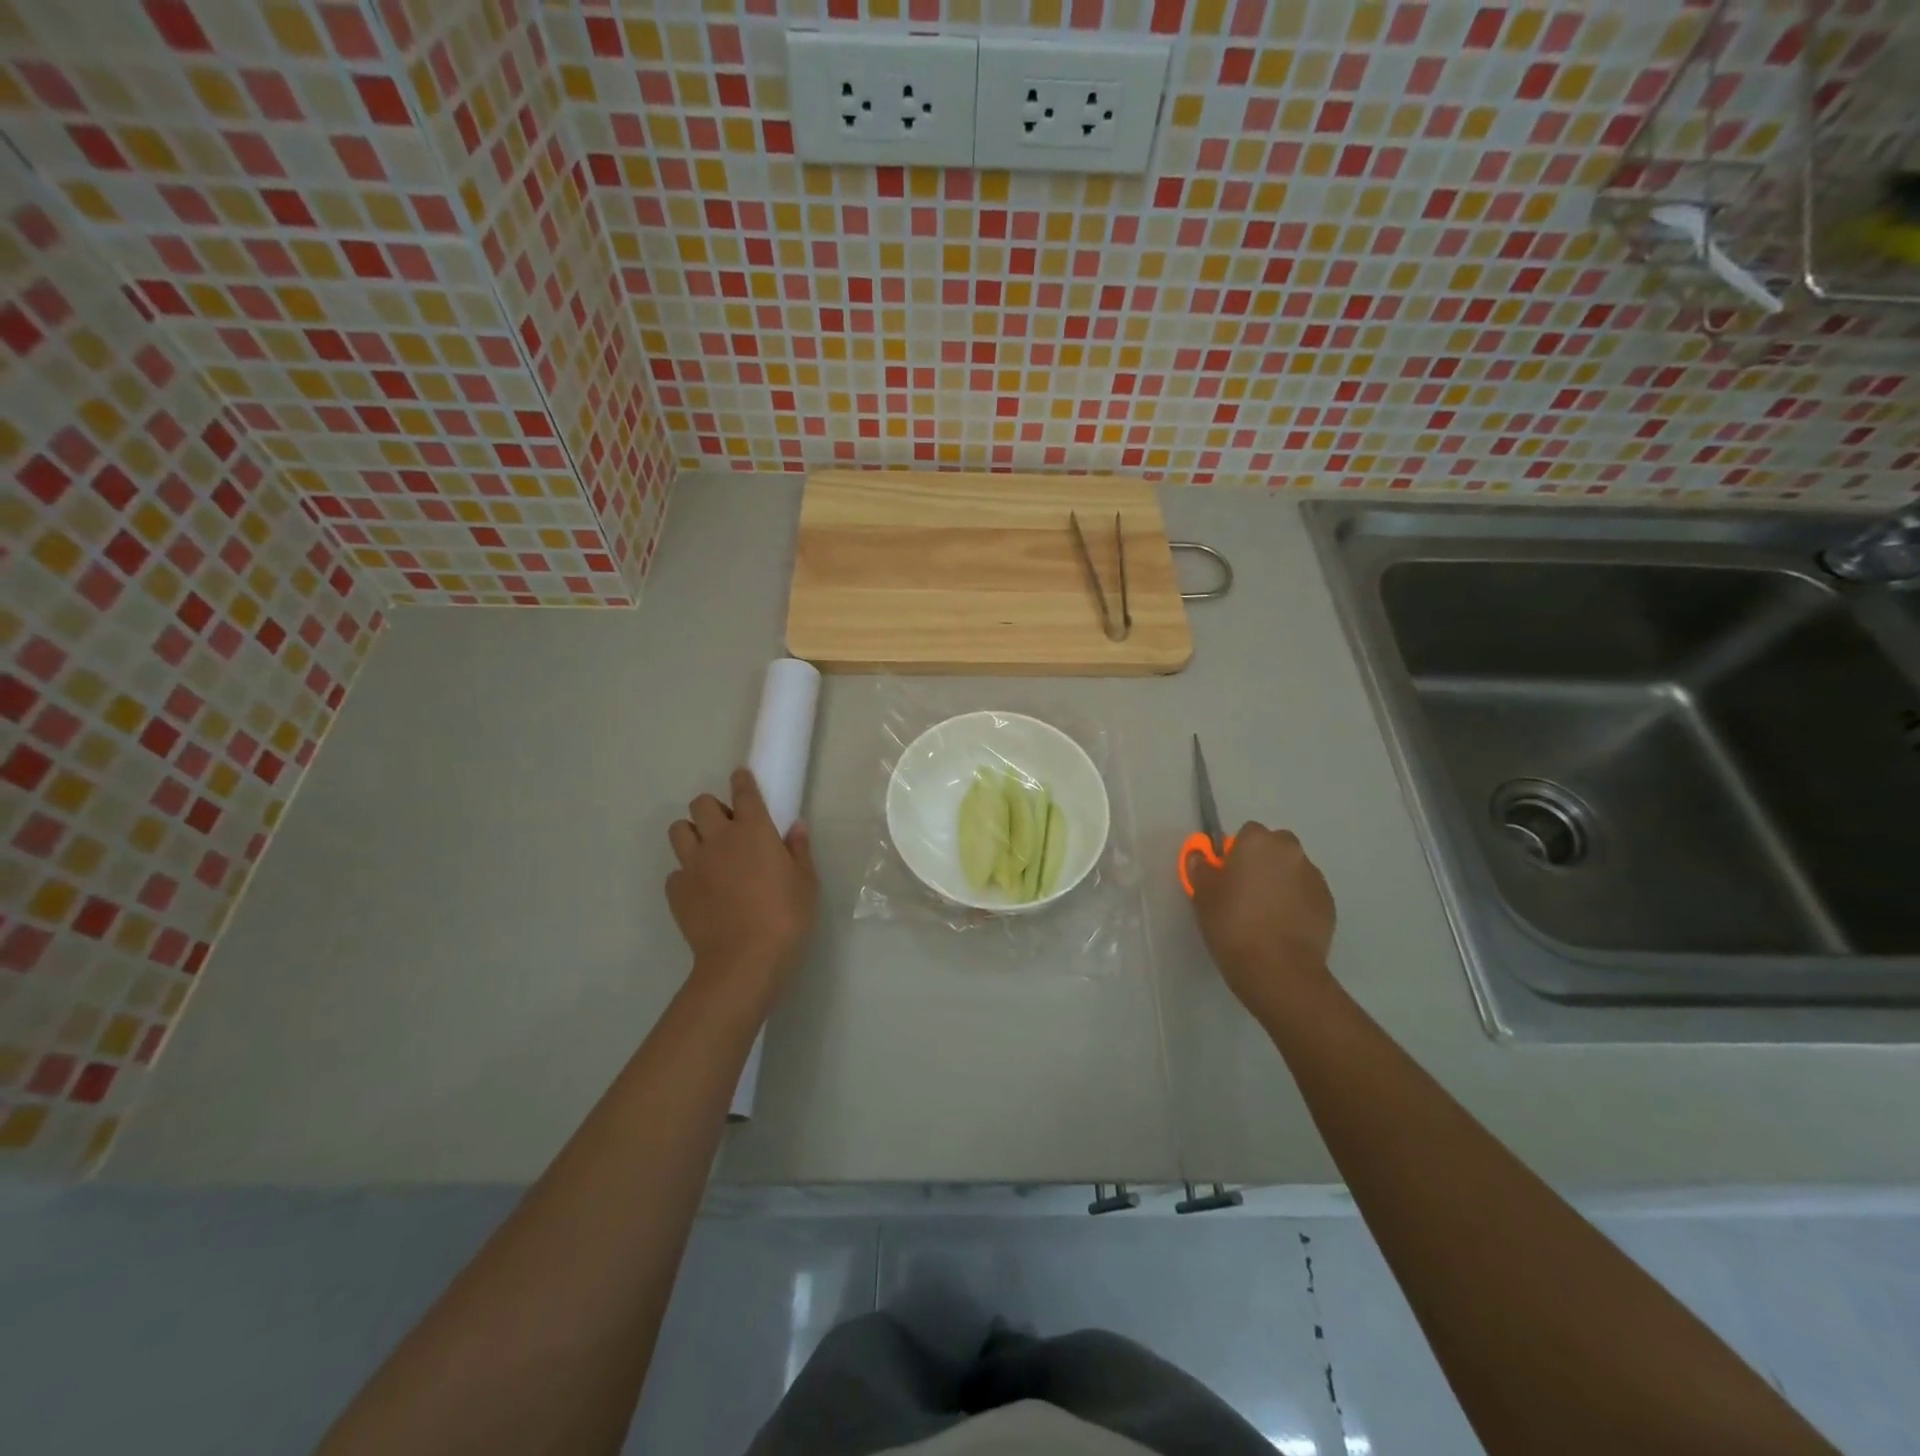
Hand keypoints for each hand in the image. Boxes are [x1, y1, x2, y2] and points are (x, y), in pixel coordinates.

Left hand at [667, 768, 818, 1021]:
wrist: (745, 960)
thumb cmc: (786, 917)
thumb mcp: (806, 882)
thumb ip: (798, 850)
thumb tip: (795, 826)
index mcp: (754, 830)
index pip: (744, 791)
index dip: (742, 780)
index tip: (741, 777)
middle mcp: (719, 839)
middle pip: (701, 804)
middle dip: (712, 809)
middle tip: (727, 828)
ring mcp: (693, 864)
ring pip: (679, 831)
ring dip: (692, 834)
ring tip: (707, 853)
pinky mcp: (676, 891)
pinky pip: (675, 872)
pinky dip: (687, 875)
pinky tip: (702, 891)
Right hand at [1190, 822, 1336, 1019]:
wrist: (1278, 969)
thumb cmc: (1232, 924)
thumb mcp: (1202, 894)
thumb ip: (1200, 867)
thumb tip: (1201, 856)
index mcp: (1258, 842)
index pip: (1247, 833)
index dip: (1236, 852)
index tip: (1227, 875)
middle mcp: (1291, 851)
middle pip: (1275, 847)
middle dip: (1263, 862)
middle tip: (1245, 891)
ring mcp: (1314, 877)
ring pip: (1293, 870)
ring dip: (1281, 882)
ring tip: (1265, 914)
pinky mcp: (1329, 904)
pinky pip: (1307, 894)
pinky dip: (1296, 903)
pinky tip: (1282, 927)